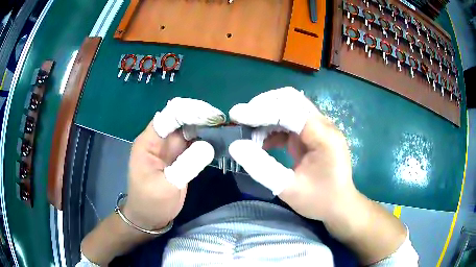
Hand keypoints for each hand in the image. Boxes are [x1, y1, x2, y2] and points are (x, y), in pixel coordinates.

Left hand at [123, 97, 225, 229]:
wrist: (149, 218)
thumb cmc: (151, 203)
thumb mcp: (166, 187)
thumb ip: (186, 165)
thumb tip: (209, 145)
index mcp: (149, 142)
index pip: (169, 116)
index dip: (190, 111)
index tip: (212, 116)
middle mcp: (159, 141)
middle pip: (180, 119)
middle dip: (200, 117)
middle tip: (223, 122)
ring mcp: (170, 149)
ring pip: (188, 129)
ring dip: (205, 127)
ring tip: (224, 128)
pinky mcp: (179, 157)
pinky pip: (193, 143)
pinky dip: (205, 140)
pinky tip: (218, 140)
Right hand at [228, 87, 356, 222]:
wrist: (340, 205)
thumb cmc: (319, 200)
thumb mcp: (288, 189)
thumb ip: (261, 167)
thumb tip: (236, 146)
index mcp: (323, 136)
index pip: (289, 111)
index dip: (260, 111)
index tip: (236, 115)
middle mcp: (323, 124)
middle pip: (290, 99)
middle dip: (263, 105)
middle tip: (242, 120)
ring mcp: (318, 127)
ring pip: (289, 106)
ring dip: (266, 115)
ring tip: (249, 133)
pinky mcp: (313, 133)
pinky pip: (290, 120)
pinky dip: (273, 126)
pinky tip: (262, 142)